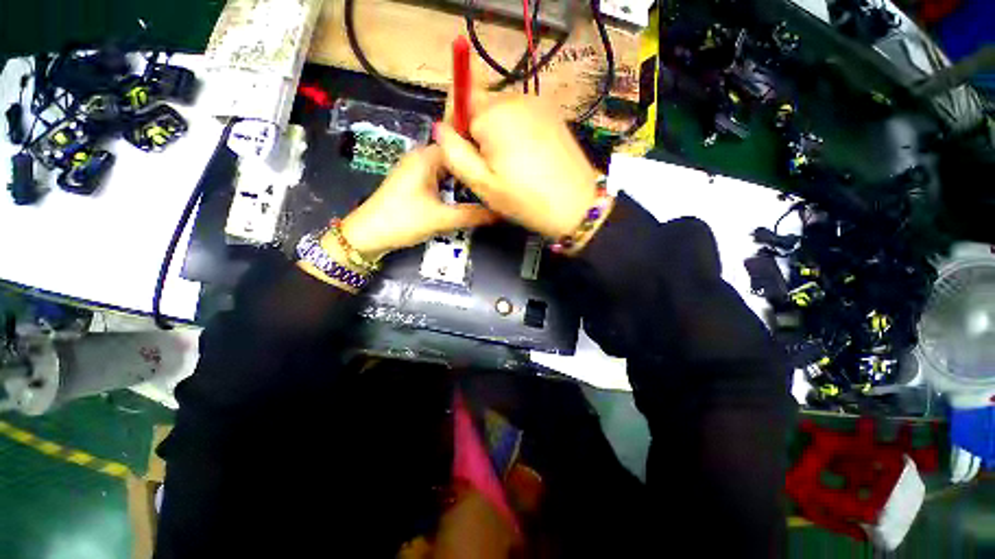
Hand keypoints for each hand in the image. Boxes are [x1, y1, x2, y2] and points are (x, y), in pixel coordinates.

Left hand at [338, 145, 497, 257]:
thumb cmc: (403, 220)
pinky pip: (440, 179)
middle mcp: (422, 157)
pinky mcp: (414, 183)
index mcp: (427, 156)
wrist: (368, 235)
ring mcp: (416, 170)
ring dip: (464, 182)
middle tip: (497, 185)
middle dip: (475, 172)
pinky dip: (453, 187)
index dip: (482, 159)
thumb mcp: (441, 219)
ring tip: (486, 193)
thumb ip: (472, 215)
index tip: (501, 172)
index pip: (463, 147)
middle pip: (457, 159)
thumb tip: (500, 212)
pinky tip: (465, 199)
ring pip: (449, 170)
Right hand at [434, 91, 602, 239]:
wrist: (577, 206)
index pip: (459, 100)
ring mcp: (538, 102)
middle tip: (491, 168)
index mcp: (493, 112)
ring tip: (512, 167)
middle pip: (481, 105)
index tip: (468, 156)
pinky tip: (528, 159)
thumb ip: (454, 152)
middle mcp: (516, 97)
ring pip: (502, 111)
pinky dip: (517, 133)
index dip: (457, 128)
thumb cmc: (526, 199)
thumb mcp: (482, 184)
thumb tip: (440, 128)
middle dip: (478, 132)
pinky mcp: (553, 113)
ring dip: (498, 134)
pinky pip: (522, 116)